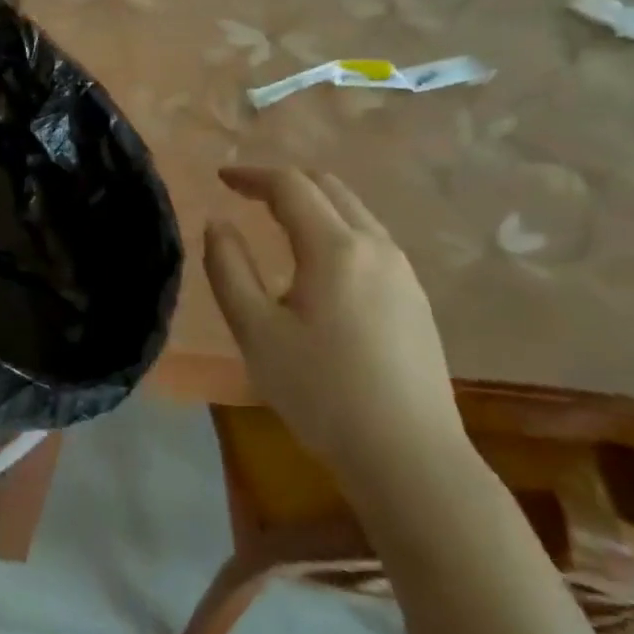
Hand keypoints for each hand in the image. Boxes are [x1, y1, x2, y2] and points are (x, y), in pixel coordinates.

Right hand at [204, 165, 468, 501]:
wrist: (409, 457)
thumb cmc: (321, 391)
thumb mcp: (255, 330)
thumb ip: (228, 268)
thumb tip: (218, 224)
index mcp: (335, 247)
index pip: (290, 186)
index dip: (251, 175)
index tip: (221, 178)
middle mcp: (377, 246)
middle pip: (329, 188)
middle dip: (284, 182)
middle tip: (246, 193)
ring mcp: (403, 272)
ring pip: (355, 212)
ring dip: (313, 203)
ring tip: (277, 221)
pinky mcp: (415, 299)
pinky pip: (370, 239)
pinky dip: (335, 228)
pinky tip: (319, 262)